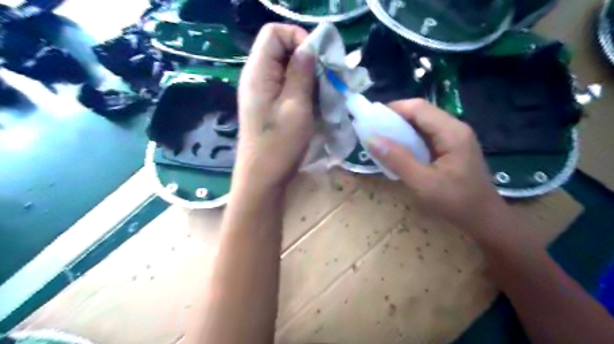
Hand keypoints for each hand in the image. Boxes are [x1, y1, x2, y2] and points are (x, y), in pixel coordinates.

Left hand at [235, 22, 316, 192]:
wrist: (263, 178)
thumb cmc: (279, 145)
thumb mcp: (296, 106)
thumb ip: (301, 72)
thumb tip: (309, 46)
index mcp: (258, 72)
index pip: (274, 32)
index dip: (298, 38)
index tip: (318, 60)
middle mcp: (257, 77)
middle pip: (283, 50)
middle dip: (308, 60)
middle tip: (328, 79)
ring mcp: (263, 93)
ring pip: (288, 70)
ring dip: (309, 77)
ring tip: (325, 93)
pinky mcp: (270, 106)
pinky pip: (288, 87)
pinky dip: (304, 91)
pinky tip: (316, 104)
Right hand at [366, 98, 511, 239]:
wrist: (484, 220)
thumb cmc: (455, 203)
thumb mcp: (422, 183)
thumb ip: (397, 160)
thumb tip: (370, 139)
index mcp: (451, 132)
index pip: (418, 107)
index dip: (392, 109)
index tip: (370, 121)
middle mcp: (454, 128)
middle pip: (420, 113)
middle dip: (395, 119)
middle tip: (373, 132)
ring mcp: (454, 138)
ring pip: (422, 124)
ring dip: (401, 129)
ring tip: (381, 141)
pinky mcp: (451, 148)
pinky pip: (426, 136)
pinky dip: (409, 140)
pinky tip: (398, 151)